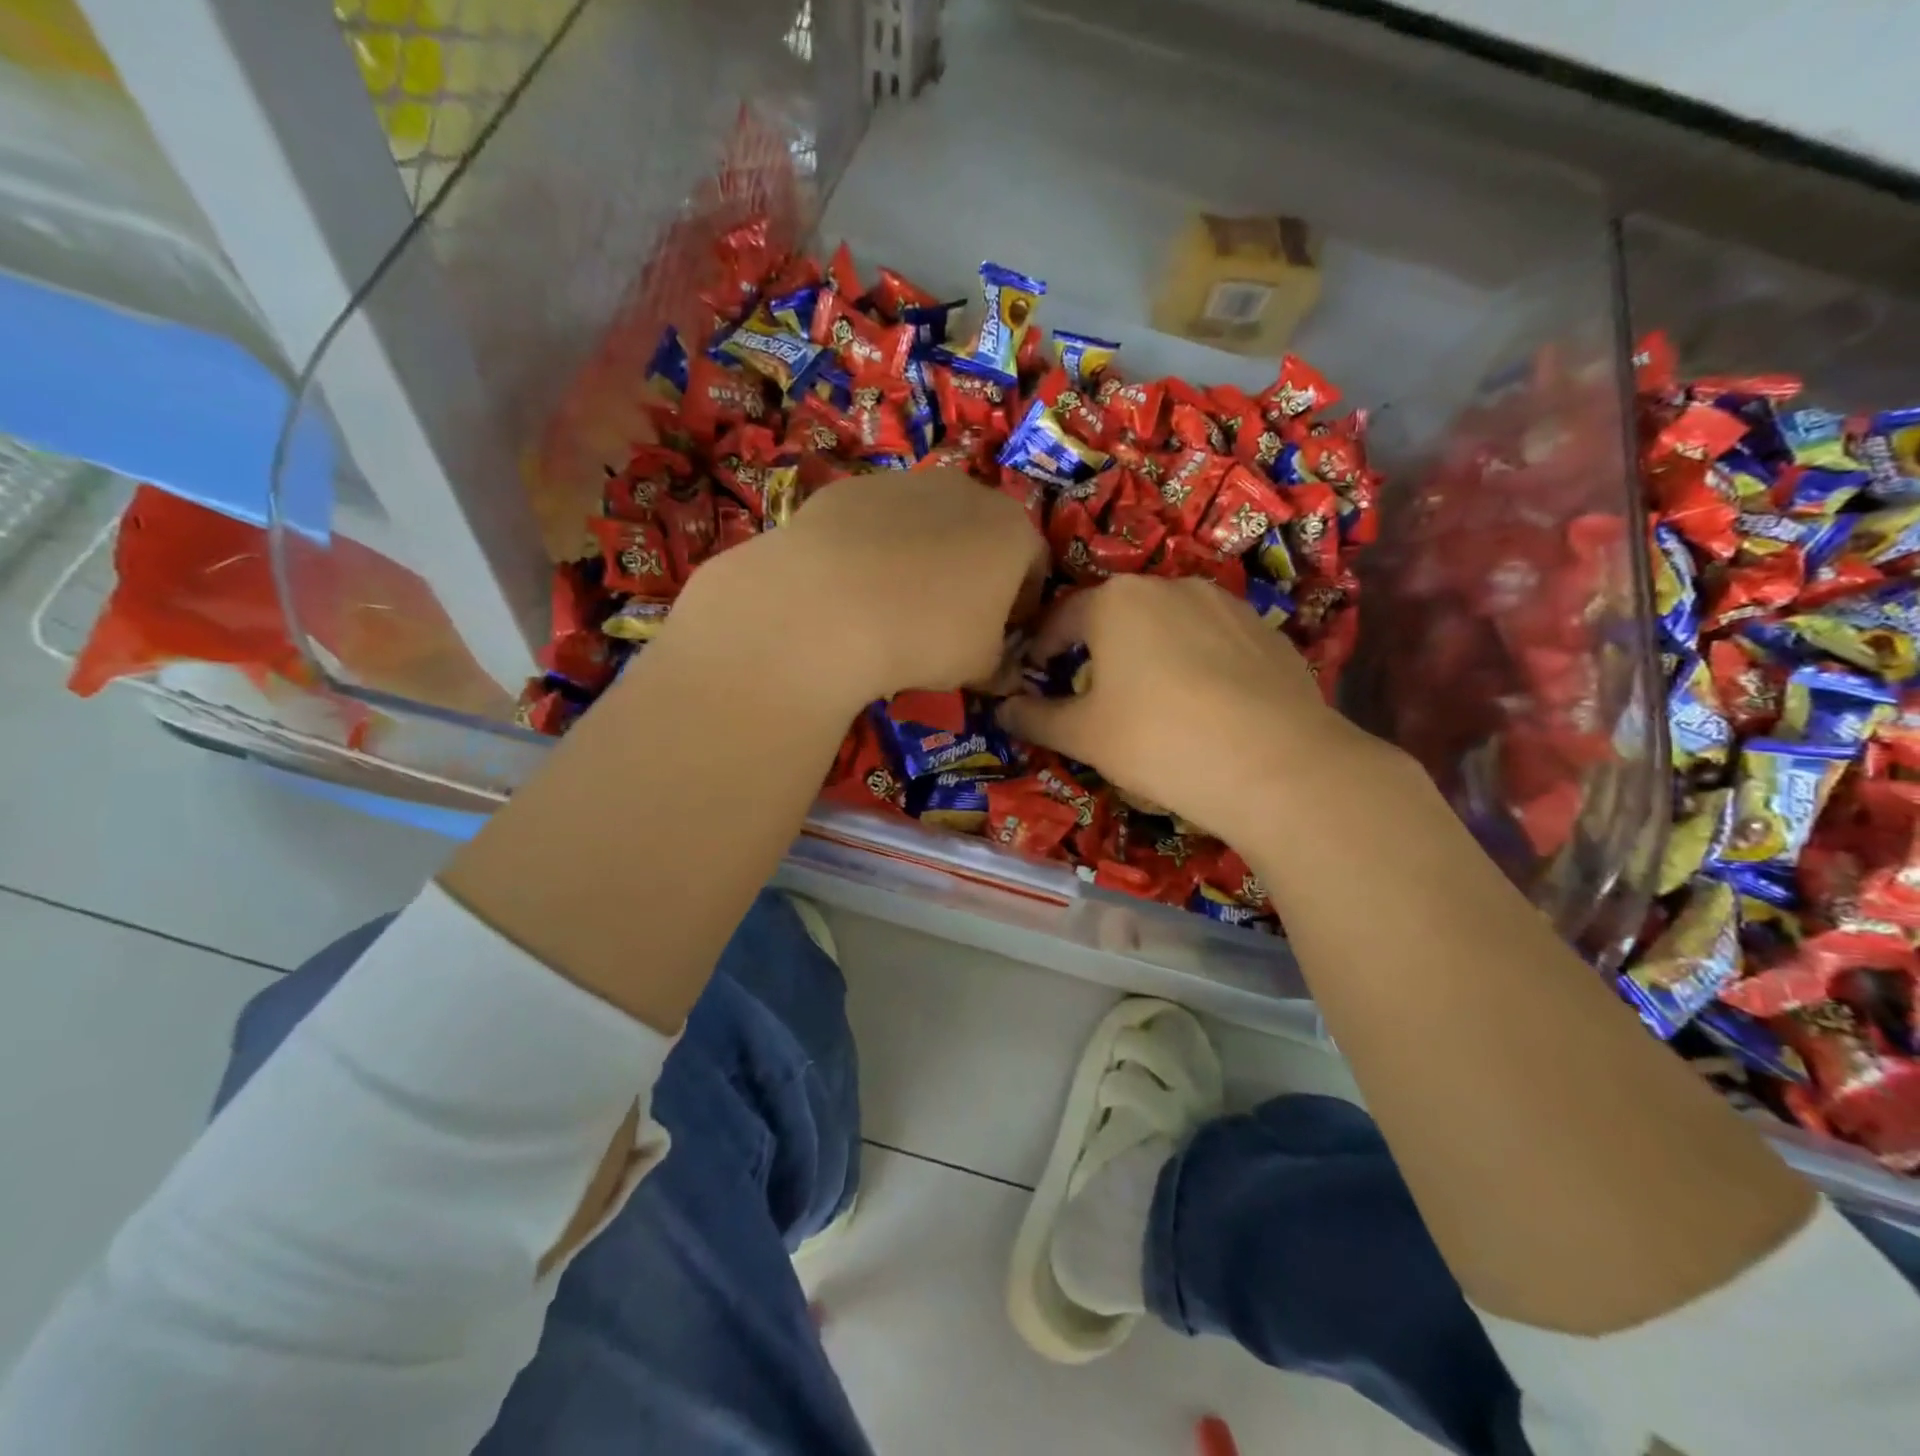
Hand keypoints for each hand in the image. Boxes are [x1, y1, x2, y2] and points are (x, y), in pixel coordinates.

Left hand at [675, 468, 1047, 705]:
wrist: (829, 603)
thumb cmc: (928, 635)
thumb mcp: (980, 666)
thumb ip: (1000, 665)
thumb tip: (1004, 675)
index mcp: (1012, 529)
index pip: (1036, 565)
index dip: (1023, 604)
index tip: (1004, 634)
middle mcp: (965, 491)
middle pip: (982, 534)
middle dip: (975, 573)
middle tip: (952, 618)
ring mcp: (904, 482)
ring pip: (928, 522)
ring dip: (924, 556)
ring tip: (896, 603)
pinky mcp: (851, 488)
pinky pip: (876, 523)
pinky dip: (875, 548)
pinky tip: (854, 586)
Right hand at [997, 575, 1375, 843]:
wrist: (1277, 765)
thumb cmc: (1158, 741)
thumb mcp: (1082, 736)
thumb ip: (1035, 718)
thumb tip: (1002, 710)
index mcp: (1115, 601)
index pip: (1060, 618)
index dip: (1040, 648)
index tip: (1034, 676)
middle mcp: (1170, 585)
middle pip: (1116, 615)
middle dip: (1097, 649)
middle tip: (1092, 693)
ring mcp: (1226, 604)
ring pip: (1169, 625)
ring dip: (1150, 653)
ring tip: (1152, 701)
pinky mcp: (1267, 631)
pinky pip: (1214, 641)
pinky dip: (1197, 664)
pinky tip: (1205, 706)